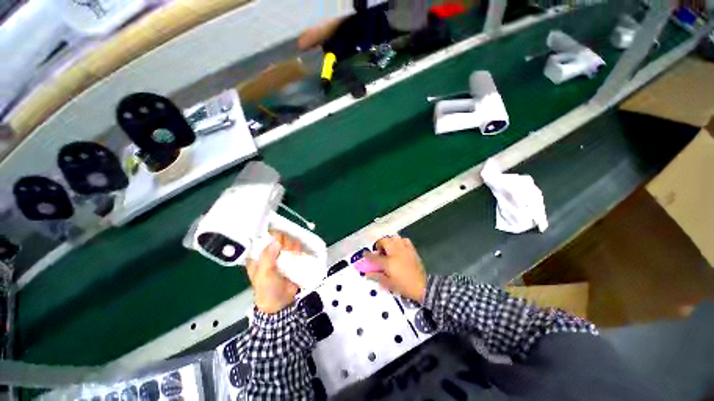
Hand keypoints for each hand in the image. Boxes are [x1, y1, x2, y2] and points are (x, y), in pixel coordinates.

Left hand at [246, 232, 302, 313]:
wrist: (280, 303)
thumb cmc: (266, 289)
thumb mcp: (263, 273)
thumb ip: (267, 257)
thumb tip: (276, 241)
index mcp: (257, 257)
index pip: (262, 239)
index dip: (270, 236)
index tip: (278, 239)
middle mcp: (269, 255)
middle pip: (277, 240)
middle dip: (284, 241)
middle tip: (287, 247)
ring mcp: (281, 257)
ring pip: (287, 244)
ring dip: (292, 244)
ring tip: (294, 250)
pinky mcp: (291, 261)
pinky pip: (295, 251)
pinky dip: (298, 249)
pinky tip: (299, 251)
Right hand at [365, 236, 427, 302]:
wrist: (423, 286)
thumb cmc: (404, 286)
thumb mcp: (388, 284)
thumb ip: (376, 276)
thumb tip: (367, 273)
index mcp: (388, 262)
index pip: (374, 256)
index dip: (367, 255)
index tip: (365, 254)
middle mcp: (395, 252)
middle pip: (383, 241)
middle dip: (379, 245)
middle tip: (379, 252)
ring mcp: (404, 249)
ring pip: (393, 238)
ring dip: (388, 242)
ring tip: (388, 249)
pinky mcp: (411, 249)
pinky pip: (403, 239)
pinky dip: (398, 241)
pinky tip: (398, 247)